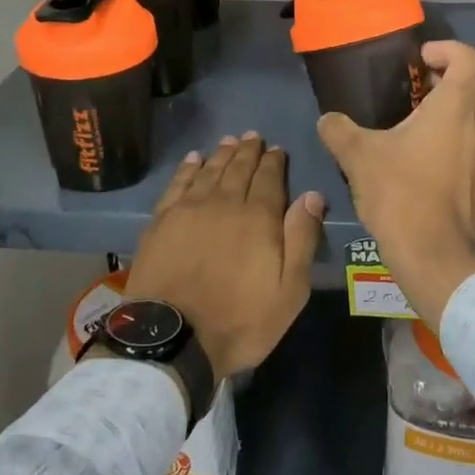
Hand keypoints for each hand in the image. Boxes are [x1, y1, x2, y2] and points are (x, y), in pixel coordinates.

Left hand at [127, 134, 325, 380]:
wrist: (173, 337)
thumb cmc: (240, 319)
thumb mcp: (289, 290)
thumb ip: (301, 238)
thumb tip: (312, 195)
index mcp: (259, 217)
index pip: (270, 178)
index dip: (274, 161)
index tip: (277, 149)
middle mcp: (224, 203)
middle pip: (239, 168)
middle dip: (248, 151)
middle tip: (253, 136)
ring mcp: (189, 209)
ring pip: (210, 171)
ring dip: (222, 154)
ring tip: (229, 141)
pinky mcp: (161, 221)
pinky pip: (178, 183)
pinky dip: (188, 168)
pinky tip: (194, 159)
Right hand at [317, 40, 474, 331]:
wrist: (436, 256)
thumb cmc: (401, 195)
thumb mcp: (359, 157)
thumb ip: (339, 130)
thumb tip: (327, 120)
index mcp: (457, 107)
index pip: (471, 59)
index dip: (449, 49)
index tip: (422, 58)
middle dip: (462, 72)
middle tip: (429, 81)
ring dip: (473, 101)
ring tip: (438, 112)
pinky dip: (474, 129)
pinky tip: (443, 148)